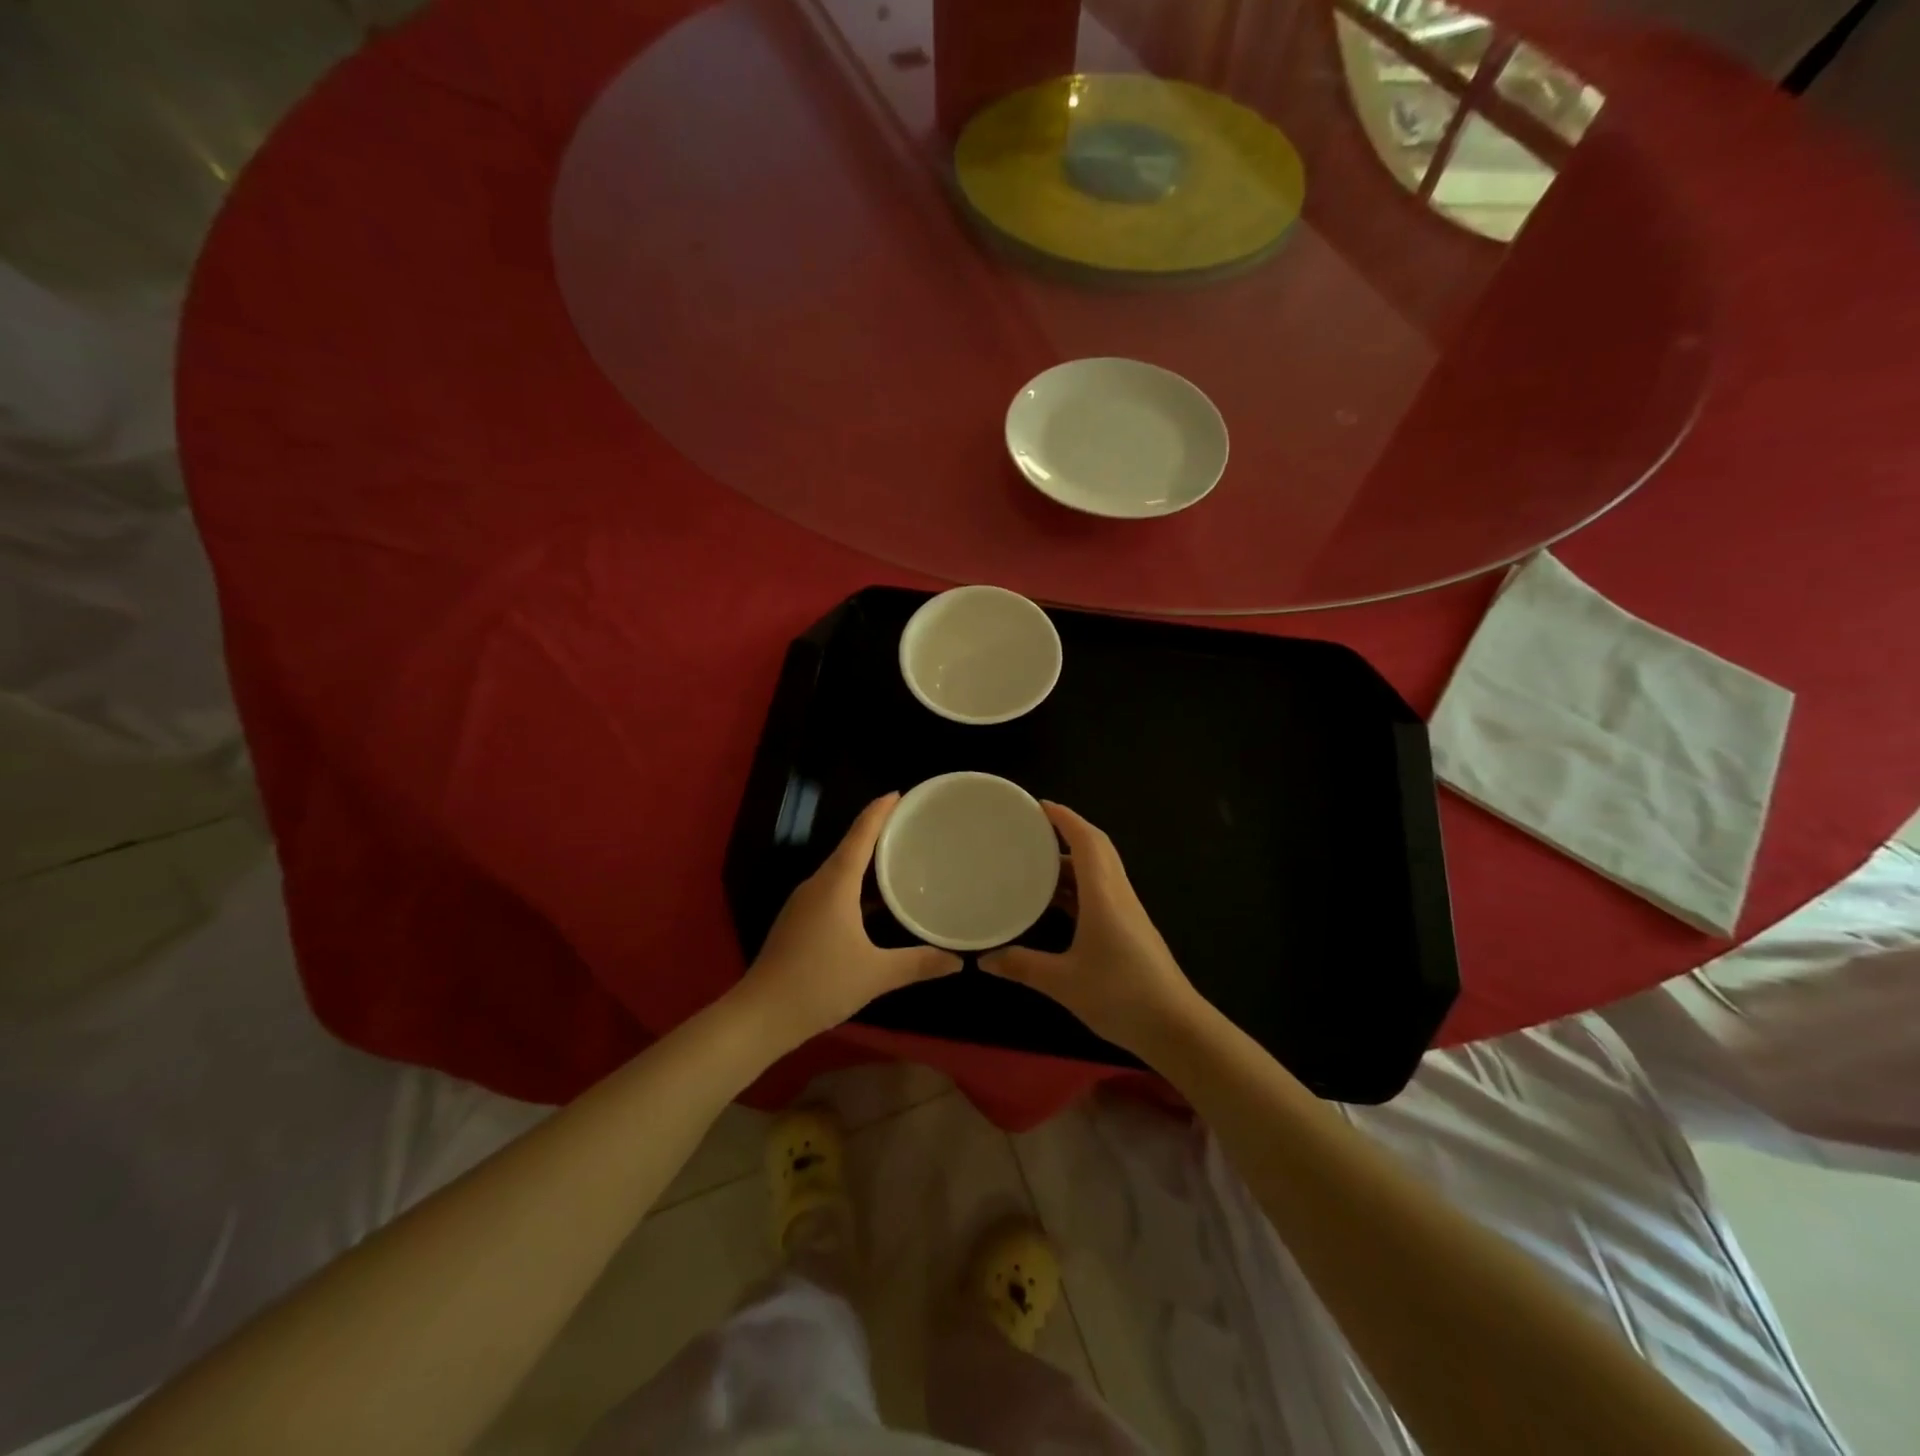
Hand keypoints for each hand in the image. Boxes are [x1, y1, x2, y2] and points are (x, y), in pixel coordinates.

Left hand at [740, 793, 961, 1041]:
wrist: (760, 1015)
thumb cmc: (819, 984)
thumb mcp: (876, 974)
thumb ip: (919, 963)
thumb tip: (959, 960)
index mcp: (835, 884)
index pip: (860, 835)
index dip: (879, 811)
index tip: (899, 793)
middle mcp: (817, 885)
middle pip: (849, 847)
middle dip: (877, 832)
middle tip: (910, 825)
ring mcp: (803, 903)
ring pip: (840, 871)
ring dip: (866, 861)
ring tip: (898, 859)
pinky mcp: (798, 921)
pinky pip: (832, 889)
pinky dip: (855, 885)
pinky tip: (874, 903)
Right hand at [981, 802, 1203, 1058]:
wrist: (1175, 1027)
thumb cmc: (1120, 995)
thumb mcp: (1063, 982)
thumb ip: (1022, 966)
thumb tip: (984, 959)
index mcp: (1104, 894)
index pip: (1087, 840)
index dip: (1064, 817)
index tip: (1038, 805)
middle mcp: (1118, 894)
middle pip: (1096, 849)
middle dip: (1067, 832)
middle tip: (1031, 830)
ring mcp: (1127, 912)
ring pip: (1099, 871)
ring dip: (1071, 861)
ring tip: (1034, 863)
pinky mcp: (1129, 929)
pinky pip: (1101, 892)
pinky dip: (1077, 887)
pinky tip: (1055, 903)